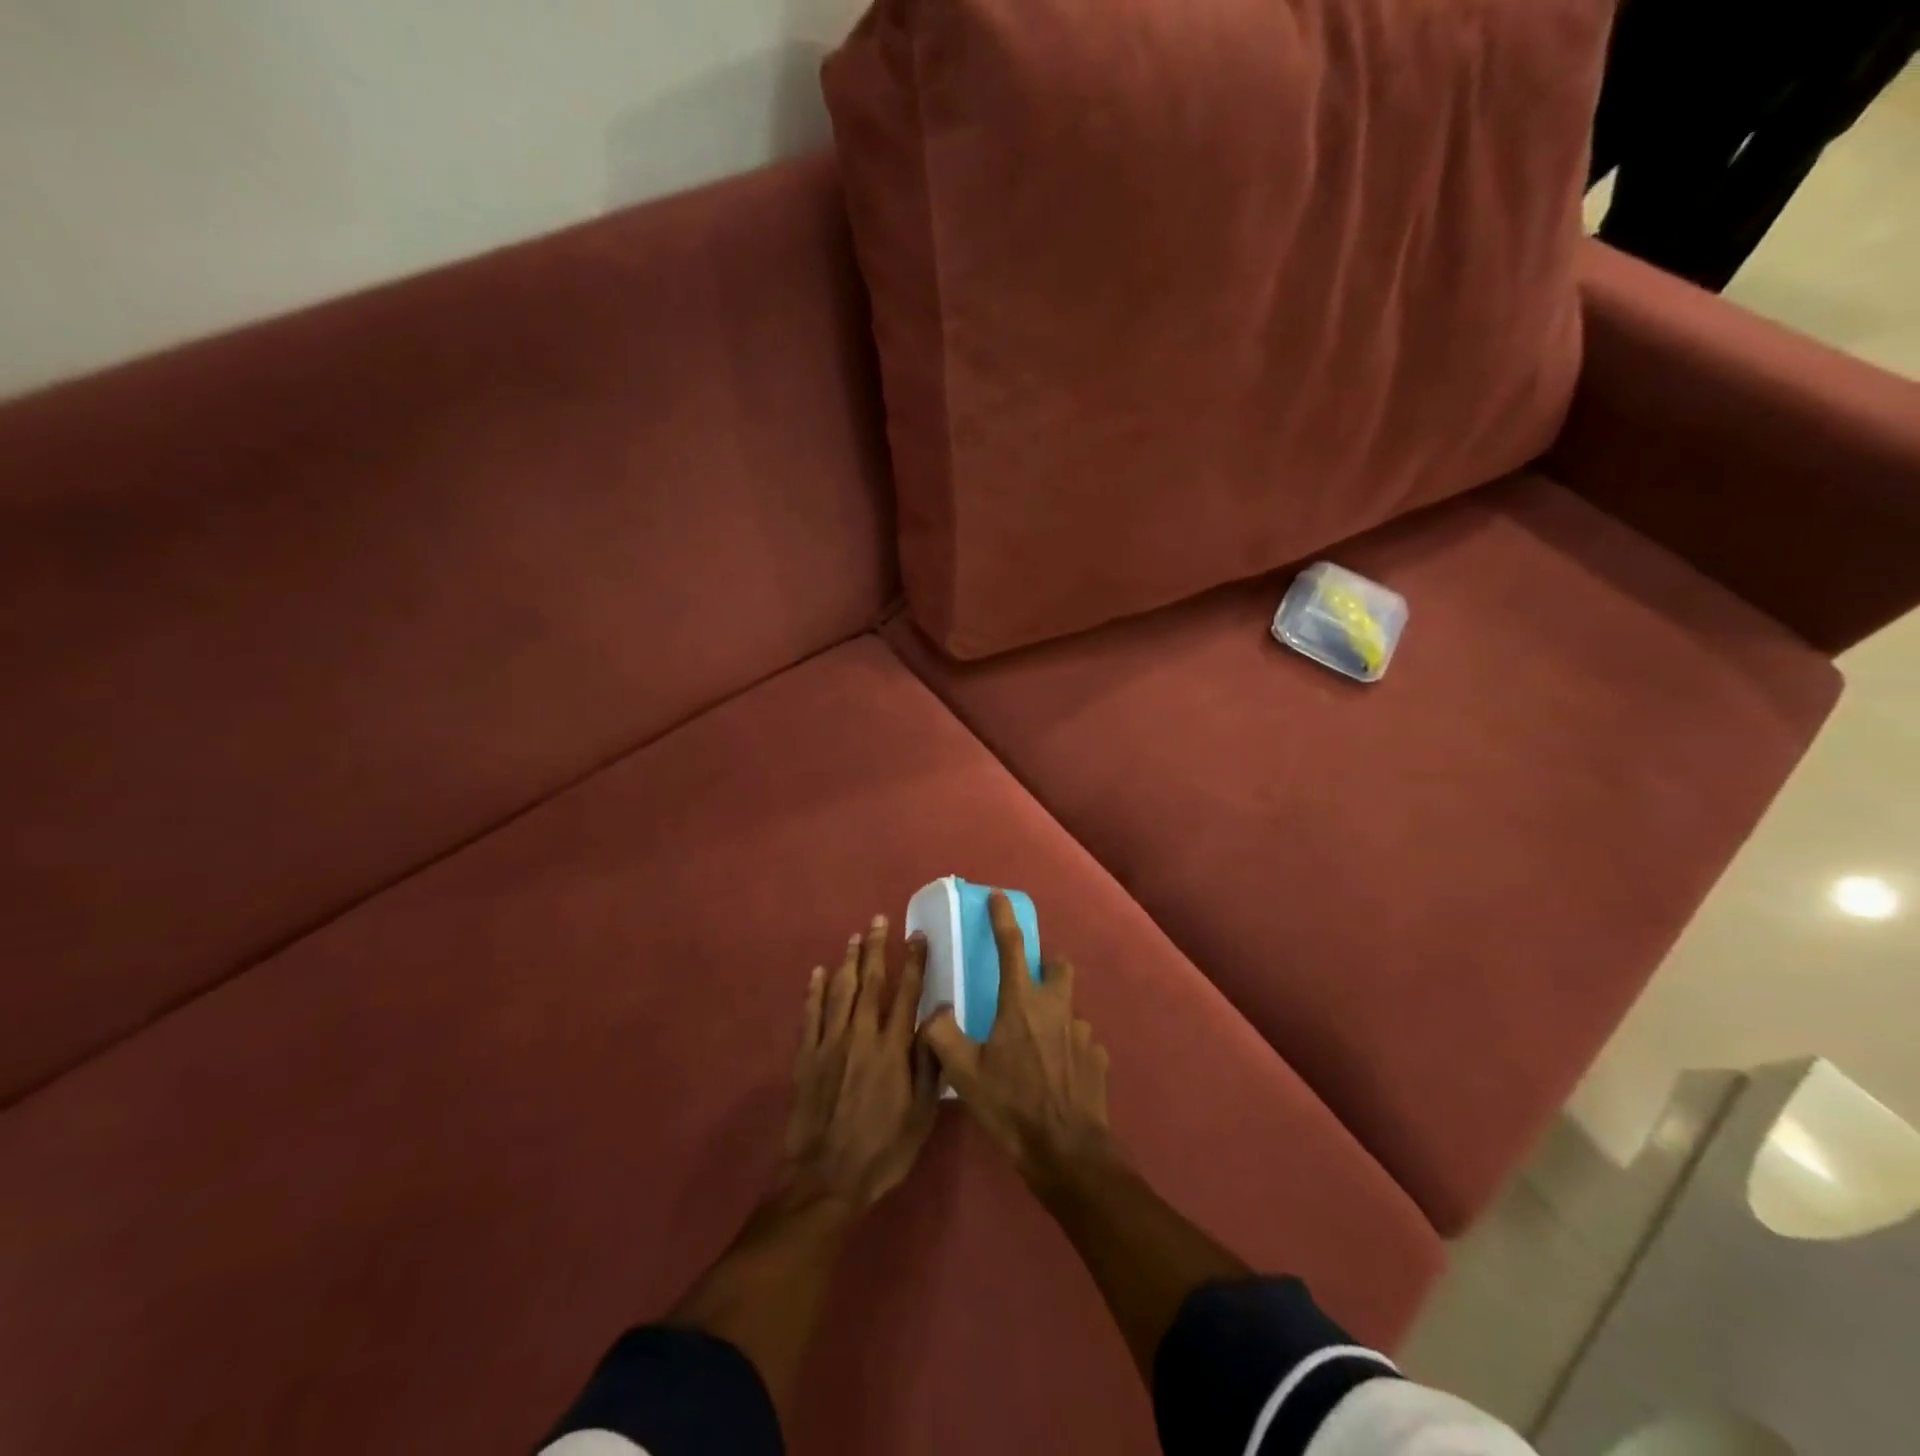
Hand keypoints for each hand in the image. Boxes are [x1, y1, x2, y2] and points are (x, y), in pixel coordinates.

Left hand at [782, 915, 940, 1210]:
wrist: (825, 1179)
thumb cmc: (882, 1150)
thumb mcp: (922, 1113)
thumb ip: (931, 1061)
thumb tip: (940, 1013)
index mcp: (893, 1048)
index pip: (906, 992)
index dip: (913, 962)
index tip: (917, 936)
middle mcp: (861, 1035)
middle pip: (870, 981)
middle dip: (876, 948)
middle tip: (879, 920)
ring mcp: (830, 1043)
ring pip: (840, 990)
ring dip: (848, 961)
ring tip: (854, 937)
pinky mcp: (806, 1057)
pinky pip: (811, 1014)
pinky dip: (814, 991)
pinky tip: (817, 973)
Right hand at [917, 892, 1114, 1186]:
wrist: (1067, 1152)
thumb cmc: (1012, 1106)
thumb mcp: (964, 1073)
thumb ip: (941, 1035)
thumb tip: (932, 1011)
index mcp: (1022, 1002)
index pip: (1011, 946)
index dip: (1003, 918)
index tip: (998, 897)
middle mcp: (1057, 1007)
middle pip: (1058, 966)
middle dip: (1045, 964)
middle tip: (1026, 982)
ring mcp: (1083, 1032)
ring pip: (1069, 1006)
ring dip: (1054, 1012)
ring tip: (1036, 1042)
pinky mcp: (1099, 1058)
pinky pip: (1081, 1040)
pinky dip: (1067, 1045)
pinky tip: (1055, 1072)